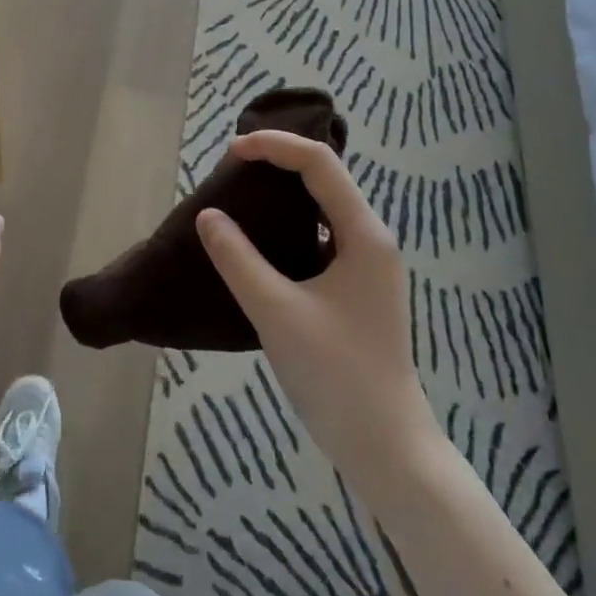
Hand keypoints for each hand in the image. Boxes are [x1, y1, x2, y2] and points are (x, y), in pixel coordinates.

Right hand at [197, 130, 442, 506]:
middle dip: (279, 162)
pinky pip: (320, 237)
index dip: (275, 146)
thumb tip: (208, 216)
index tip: (231, 151)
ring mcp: (366, 265)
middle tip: (231, 167)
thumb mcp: (277, 312)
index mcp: (364, 234)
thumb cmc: (336, 375)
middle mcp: (371, 240)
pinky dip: (288, 226)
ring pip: (322, 208)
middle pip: (325, 178)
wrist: (386, 448)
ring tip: (240, 194)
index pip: (319, 163)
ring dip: (283, 193)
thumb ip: (238, 259)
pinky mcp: (356, 288)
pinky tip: (259, 241)